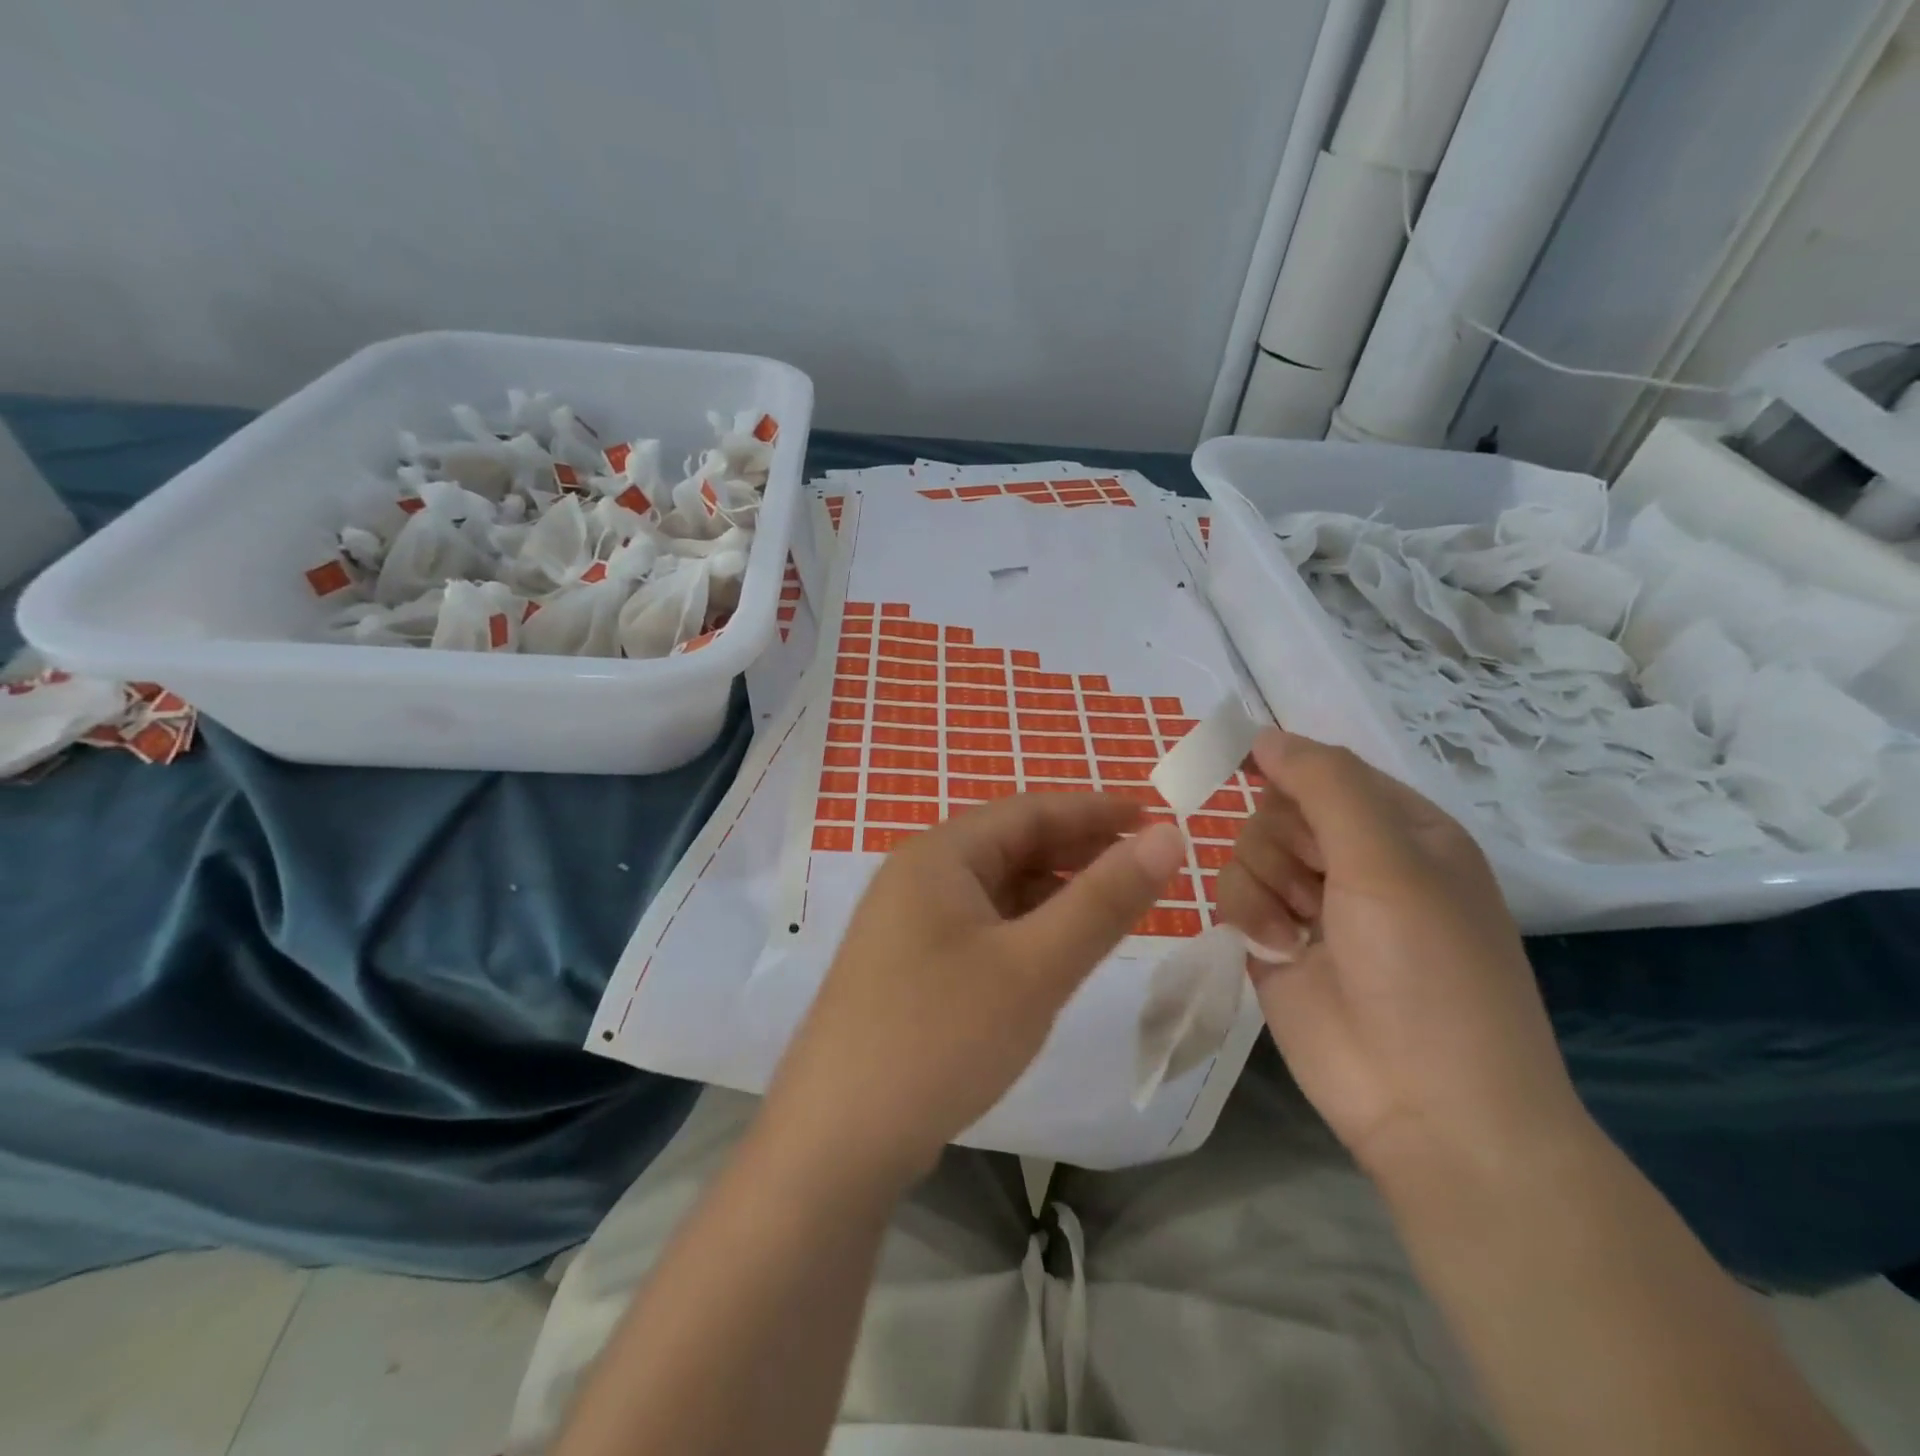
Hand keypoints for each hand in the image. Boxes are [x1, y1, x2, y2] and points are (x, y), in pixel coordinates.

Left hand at [765, 794, 1186, 1187]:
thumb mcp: (1035, 966)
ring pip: (995, 890)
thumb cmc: (940, 1037)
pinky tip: (1053, 953)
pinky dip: (1023, 929)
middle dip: (1077, 851)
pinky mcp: (907, 968)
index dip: (1095, 810)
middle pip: (1010, 846)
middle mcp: (917, 877)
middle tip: (1144, 866)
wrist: (836, 1142)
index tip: (1155, 815)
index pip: (1029, 811)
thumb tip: (1168, 836)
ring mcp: (906, 925)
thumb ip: (1103, 900)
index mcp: (940, 855)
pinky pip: (979, 928)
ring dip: (1052, 893)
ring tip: (1111, 908)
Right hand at [1215, 730, 1585, 1179]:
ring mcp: (1310, 902)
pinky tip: (1278, 950)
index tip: (1246, 769)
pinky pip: (1232, 894)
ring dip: (1263, 884)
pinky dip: (1248, 916)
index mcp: (1401, 829)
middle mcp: (1355, 859)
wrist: (1427, 1105)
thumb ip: (1325, 785)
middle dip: (1283, 842)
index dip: (1289, 770)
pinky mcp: (1272, 940)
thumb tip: (1264, 733)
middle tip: (1316, 882)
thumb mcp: (1388, 861)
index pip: (1325, 770)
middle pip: (1276, 809)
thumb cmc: (1427, 971)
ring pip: (1246, 850)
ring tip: (1299, 929)